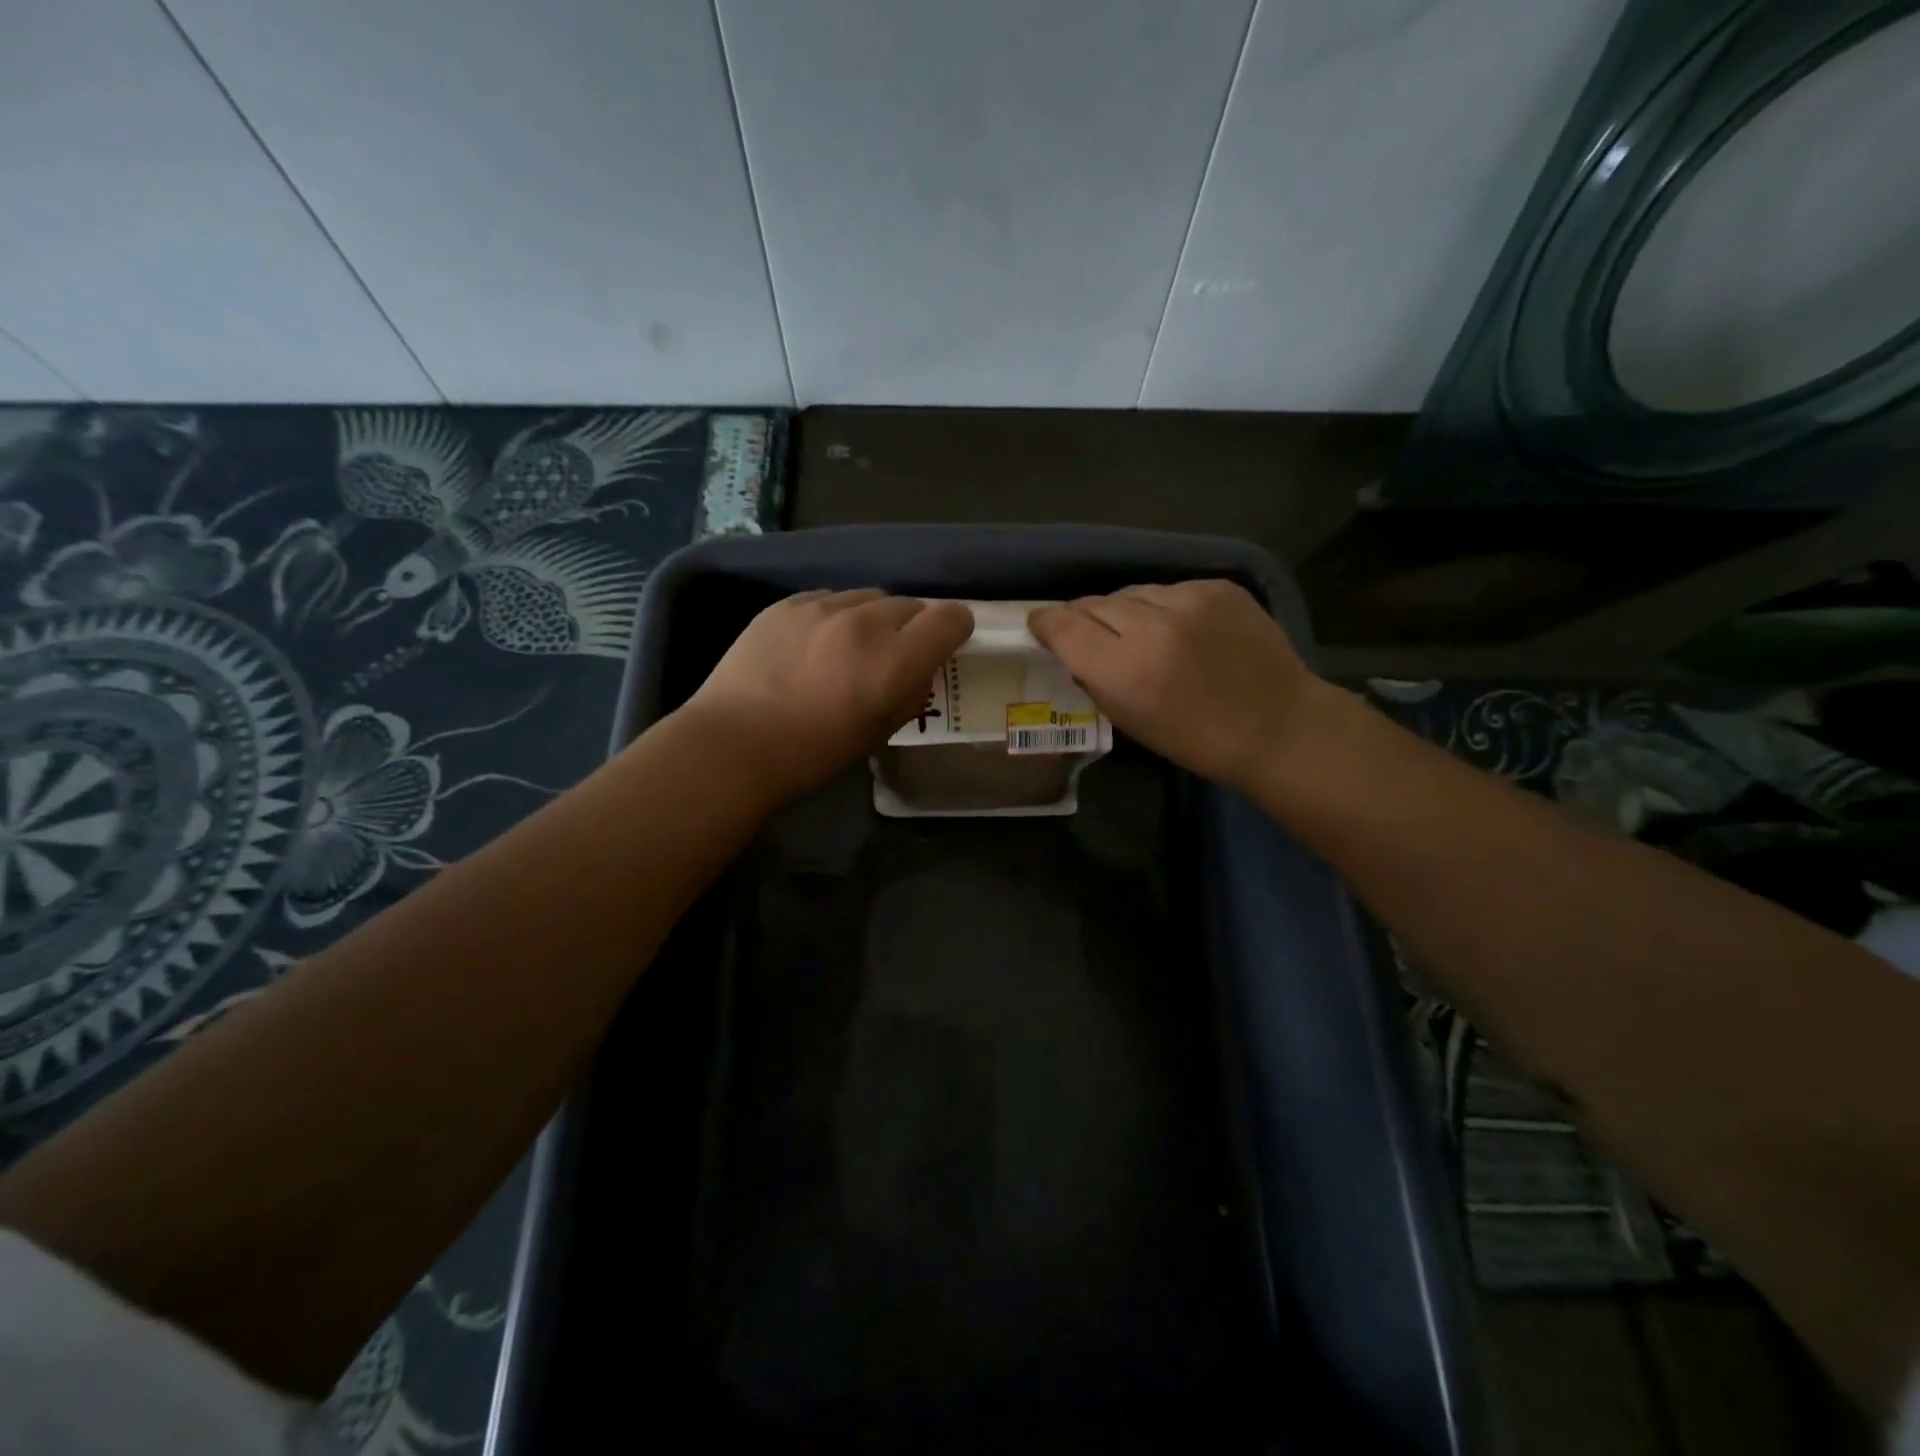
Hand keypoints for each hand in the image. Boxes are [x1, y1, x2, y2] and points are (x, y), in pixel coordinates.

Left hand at [680, 589, 973, 802]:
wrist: (733, 745)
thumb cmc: (812, 754)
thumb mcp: (878, 734)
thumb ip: (910, 695)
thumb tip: (918, 672)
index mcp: (895, 660)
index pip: (949, 618)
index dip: (954, 628)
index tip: (945, 643)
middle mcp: (864, 622)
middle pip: (910, 604)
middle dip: (911, 627)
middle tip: (892, 656)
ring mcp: (821, 606)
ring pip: (868, 597)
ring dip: (872, 618)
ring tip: (849, 648)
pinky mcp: (786, 603)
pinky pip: (828, 598)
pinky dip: (834, 615)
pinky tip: (813, 644)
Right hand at [1029, 580, 1321, 790]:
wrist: (1277, 725)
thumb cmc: (1196, 739)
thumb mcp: (1129, 720)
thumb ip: (1094, 677)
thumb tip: (1073, 646)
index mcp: (1124, 670)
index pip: (1063, 625)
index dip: (1045, 622)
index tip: (1041, 625)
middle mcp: (1151, 626)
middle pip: (1094, 603)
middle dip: (1085, 617)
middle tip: (1090, 634)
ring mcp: (1189, 600)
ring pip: (1131, 592)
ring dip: (1125, 610)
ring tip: (1137, 631)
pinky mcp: (1218, 586)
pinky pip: (1170, 589)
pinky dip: (1164, 606)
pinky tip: (1179, 627)